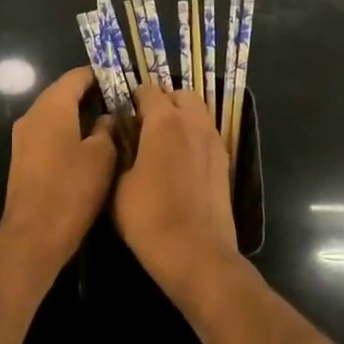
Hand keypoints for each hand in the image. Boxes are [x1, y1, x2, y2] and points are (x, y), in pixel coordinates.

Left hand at [0, 67, 115, 279]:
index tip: (122, 81)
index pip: (76, 77)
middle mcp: (32, 115)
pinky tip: (88, 145)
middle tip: (120, 102)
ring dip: (79, 115)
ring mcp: (23, 137)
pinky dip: (67, 131)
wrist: (34, 235)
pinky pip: (48, 133)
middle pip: (63, 93)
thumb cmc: (72, 189)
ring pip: (54, 114)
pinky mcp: (22, 158)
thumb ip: (106, 130)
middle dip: (90, 95)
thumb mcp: (102, 156)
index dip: (100, 75)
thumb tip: (107, 117)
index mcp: (52, 107)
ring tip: (109, 123)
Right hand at [112, 83, 242, 307]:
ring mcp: (214, 141)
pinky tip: (181, 160)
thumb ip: (122, 153)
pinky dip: (194, 136)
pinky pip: (207, 134)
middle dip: (163, 101)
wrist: (195, 252)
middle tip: (145, 122)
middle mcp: (194, 122)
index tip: (122, 112)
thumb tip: (124, 140)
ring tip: (163, 140)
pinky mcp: (225, 162)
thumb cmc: (148, 216)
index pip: (148, 90)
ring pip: (199, 112)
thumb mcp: (118, 184)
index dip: (133, 97)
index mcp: (165, 121)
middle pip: (181, 94)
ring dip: (182, 116)